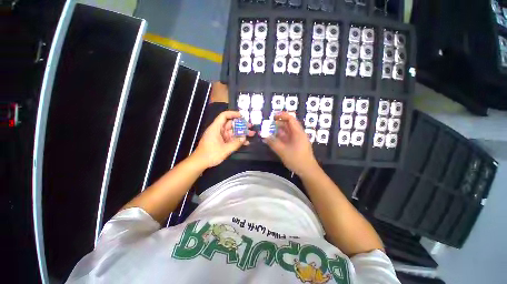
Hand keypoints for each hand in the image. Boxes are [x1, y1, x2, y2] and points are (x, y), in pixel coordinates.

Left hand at [193, 111, 253, 167]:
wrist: (200, 163)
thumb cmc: (210, 154)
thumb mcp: (225, 150)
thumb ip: (236, 143)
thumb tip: (244, 138)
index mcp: (216, 128)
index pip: (224, 116)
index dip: (233, 114)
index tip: (242, 116)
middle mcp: (218, 130)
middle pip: (230, 124)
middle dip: (241, 125)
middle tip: (250, 126)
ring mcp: (220, 136)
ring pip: (232, 132)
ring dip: (241, 133)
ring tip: (252, 134)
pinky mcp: (221, 142)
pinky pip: (231, 138)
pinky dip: (237, 140)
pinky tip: (246, 142)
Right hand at [264, 112, 318, 176]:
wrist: (308, 171)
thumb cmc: (296, 159)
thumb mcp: (282, 151)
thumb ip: (272, 143)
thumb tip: (264, 136)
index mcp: (298, 132)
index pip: (290, 119)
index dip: (282, 115)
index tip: (273, 117)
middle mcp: (298, 134)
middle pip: (288, 125)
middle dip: (278, 124)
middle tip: (268, 126)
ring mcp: (298, 139)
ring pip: (287, 132)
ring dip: (278, 131)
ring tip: (269, 133)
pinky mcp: (296, 144)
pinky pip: (288, 138)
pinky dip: (281, 137)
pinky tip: (274, 140)